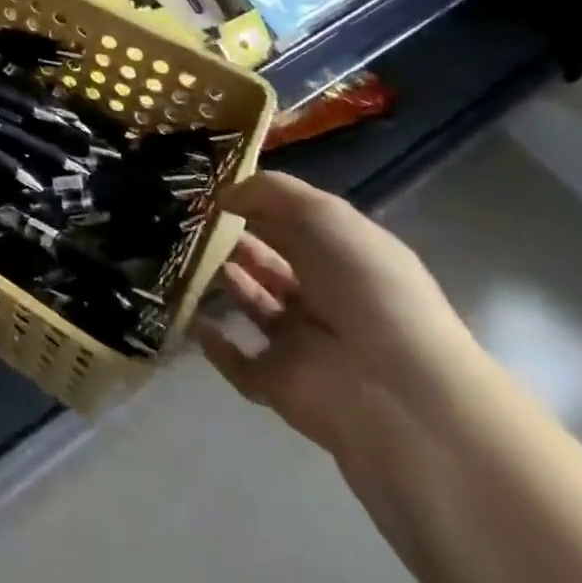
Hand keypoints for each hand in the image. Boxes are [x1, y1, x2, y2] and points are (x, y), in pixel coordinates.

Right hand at [194, 172, 477, 455]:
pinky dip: (212, 342)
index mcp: (347, 258)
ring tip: (188, 256)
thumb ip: (269, 193)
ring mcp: (303, 343)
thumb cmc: (364, 286)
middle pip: (273, 264)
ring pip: (255, 305)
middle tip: (195, 223)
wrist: (393, 390)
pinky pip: (237, 361)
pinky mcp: (279, 384)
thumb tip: (223, 197)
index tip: (216, 192)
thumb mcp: (323, 215)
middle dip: (236, 241)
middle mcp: (327, 298)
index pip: (299, 226)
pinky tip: (190, 315)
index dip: (260, 205)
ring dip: (225, 282)